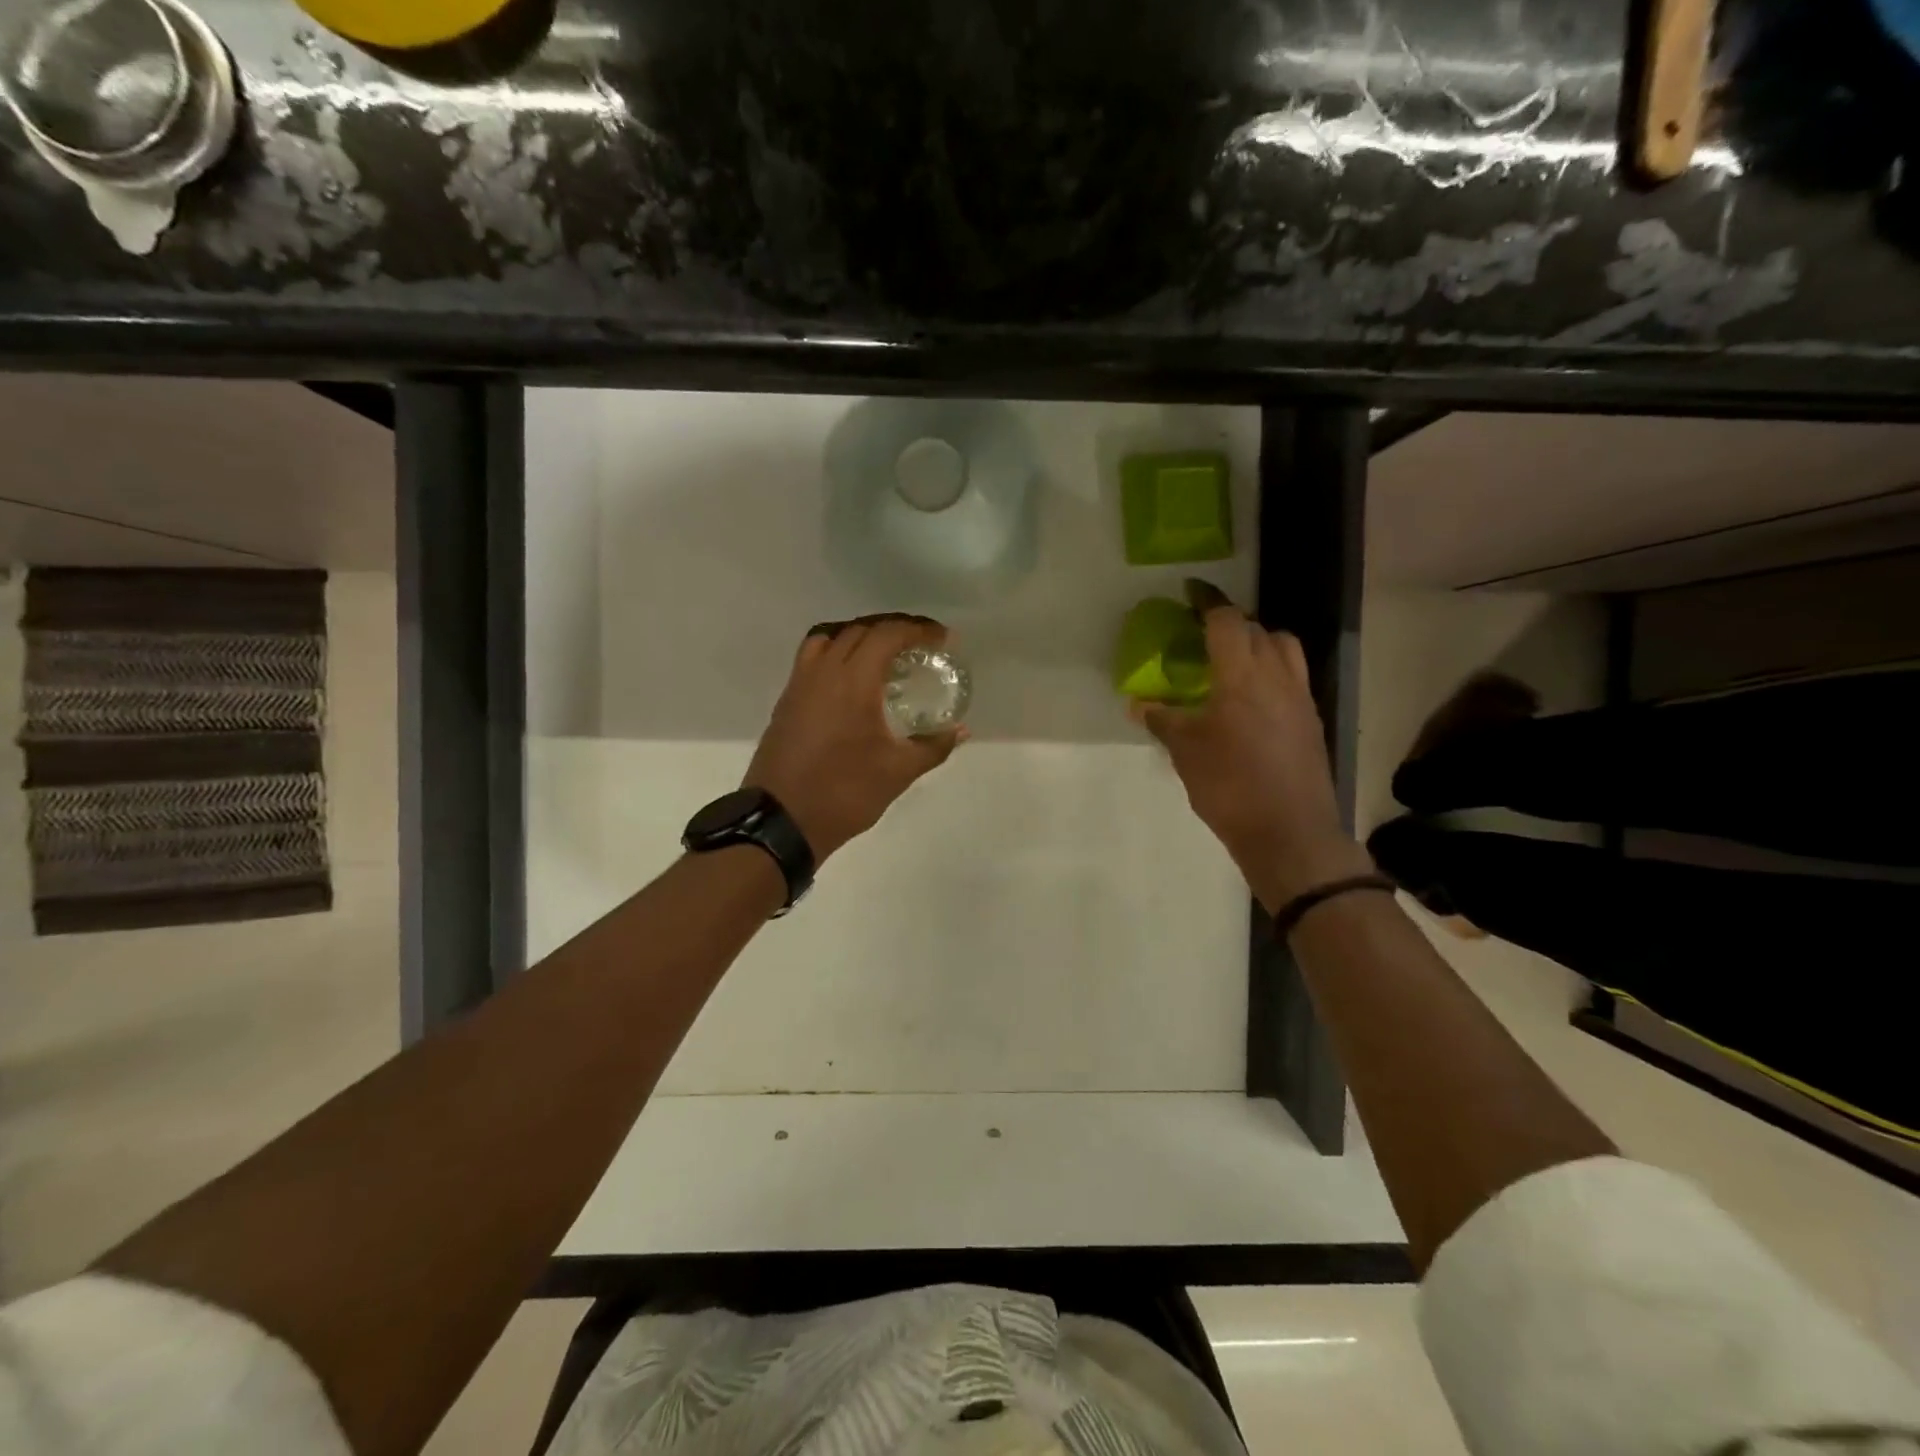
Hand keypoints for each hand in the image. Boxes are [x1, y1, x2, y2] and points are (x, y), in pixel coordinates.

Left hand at [744, 614, 964, 862]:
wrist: (781, 820)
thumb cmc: (844, 793)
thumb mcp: (897, 772)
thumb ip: (933, 746)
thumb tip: (960, 730)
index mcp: (853, 680)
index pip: (887, 634)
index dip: (918, 630)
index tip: (943, 639)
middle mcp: (823, 671)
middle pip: (860, 629)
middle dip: (894, 629)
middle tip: (921, 645)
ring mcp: (800, 684)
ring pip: (831, 637)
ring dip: (861, 636)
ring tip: (885, 655)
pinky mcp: (786, 701)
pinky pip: (813, 658)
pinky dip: (837, 653)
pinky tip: (853, 680)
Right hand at [1133, 606, 1371, 909]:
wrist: (1289, 832)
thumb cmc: (1230, 786)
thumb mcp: (1186, 752)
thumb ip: (1164, 721)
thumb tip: (1139, 704)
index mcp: (1242, 676)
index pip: (1227, 621)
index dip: (1208, 602)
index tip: (1191, 592)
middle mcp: (1277, 676)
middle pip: (1258, 630)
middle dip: (1231, 623)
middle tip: (1204, 635)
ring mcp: (1300, 698)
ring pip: (1284, 650)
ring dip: (1259, 644)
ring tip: (1233, 663)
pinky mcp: (1311, 721)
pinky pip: (1293, 678)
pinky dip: (1272, 673)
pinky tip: (1252, 701)